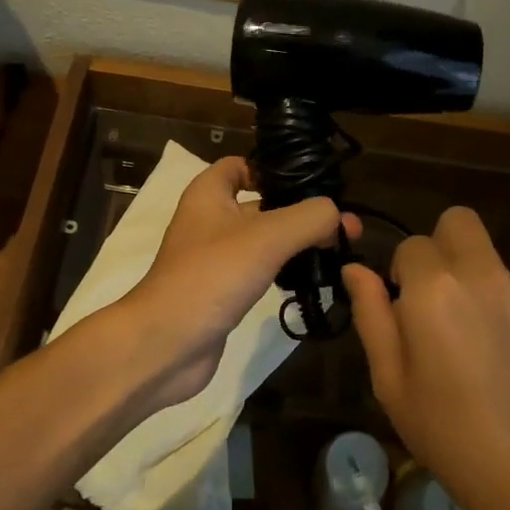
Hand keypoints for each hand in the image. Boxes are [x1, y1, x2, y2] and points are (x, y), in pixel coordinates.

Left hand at [115, 157, 354, 410]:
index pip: (242, 165)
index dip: (275, 169)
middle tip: (344, 228)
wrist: (165, 344)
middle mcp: (209, 220)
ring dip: (297, 244)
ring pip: (264, 240)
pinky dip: (283, 272)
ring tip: (338, 253)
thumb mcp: (267, 237)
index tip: (312, 185)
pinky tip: (311, 280)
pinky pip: (259, 270)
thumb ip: (309, 217)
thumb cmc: (212, 276)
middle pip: (262, 204)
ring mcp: (214, 258)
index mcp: (209, 194)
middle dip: (301, 212)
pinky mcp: (222, 291)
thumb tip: (338, 215)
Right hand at [343, 207, 509, 509]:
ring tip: (486, 349)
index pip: (411, 245)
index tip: (407, 310)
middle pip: (459, 222)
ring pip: (494, 263)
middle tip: (441, 299)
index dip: (403, 273)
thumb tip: (355, 269)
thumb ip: (371, 314)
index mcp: (434, 287)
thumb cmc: (452, 436)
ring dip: (482, 287)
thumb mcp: (391, 383)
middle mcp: (484, 273)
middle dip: (443, 247)